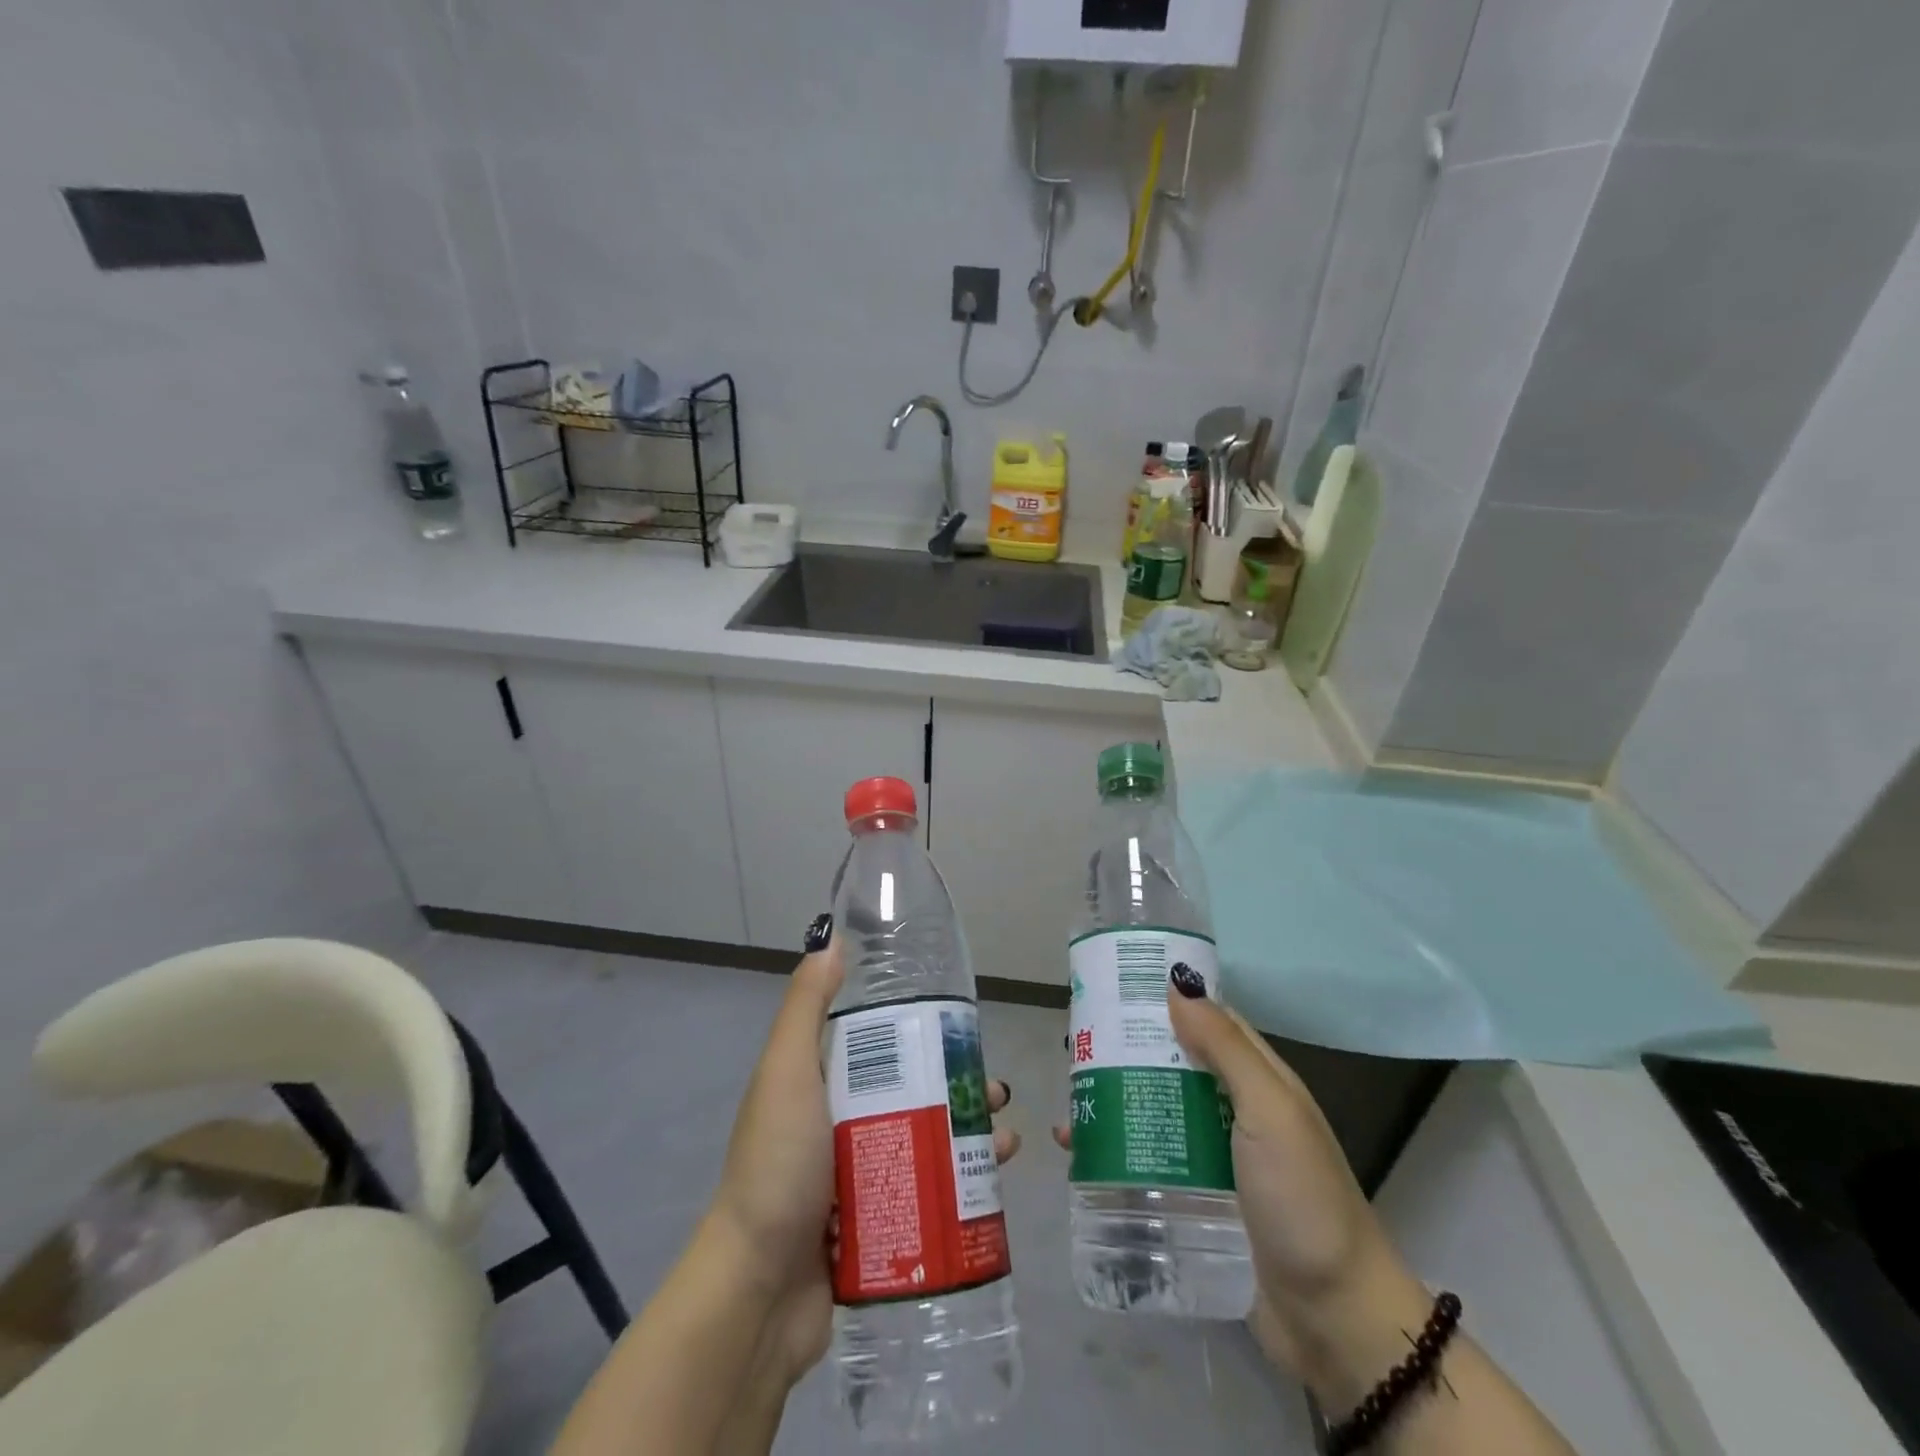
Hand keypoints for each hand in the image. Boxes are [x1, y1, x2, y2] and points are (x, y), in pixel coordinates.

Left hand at [711, 930, 1022, 1395]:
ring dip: (970, 1135)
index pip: (878, 1045)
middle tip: (998, 1089)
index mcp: (821, 1085)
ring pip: (927, 1141)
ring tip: (1006, 1139)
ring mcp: (861, 1178)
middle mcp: (841, 1125)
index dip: (921, 1031)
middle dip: (959, 1087)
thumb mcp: (787, 1073)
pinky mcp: (879, 1225)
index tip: (961, 1026)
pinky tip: (995, 1184)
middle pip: (913, 1093)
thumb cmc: (777, 1167)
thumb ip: (807, 1007)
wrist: (758, 1292)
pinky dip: (963, 1185)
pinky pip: (929, 1194)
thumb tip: (834, 940)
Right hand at [1052, 981, 1427, 1405]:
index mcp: (1259, 1080)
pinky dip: (1116, 1149)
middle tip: (1075, 1044)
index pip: (1208, 1020)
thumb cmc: (1303, 1201)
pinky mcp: (1196, 1198)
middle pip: (1174, 1065)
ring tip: (1069, 1098)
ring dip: (1115, 1100)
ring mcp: (1215, 1157)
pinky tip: (1078, 1153)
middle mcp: (1235, 1110)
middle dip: (1128, 1051)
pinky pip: (1150, 1159)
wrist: (1334, 1321)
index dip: (1167, 999)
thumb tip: (1176, 984)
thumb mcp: (1269, 1112)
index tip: (1115, 985)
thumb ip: (1226, 1048)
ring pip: (1157, 1111)